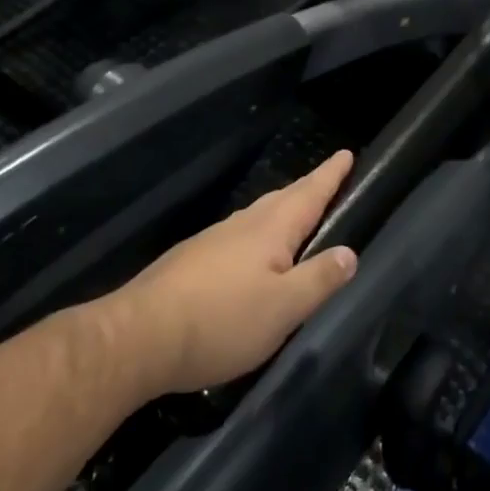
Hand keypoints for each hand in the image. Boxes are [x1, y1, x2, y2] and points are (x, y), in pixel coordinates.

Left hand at [106, 151, 358, 396]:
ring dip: (281, 211)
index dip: (330, 175)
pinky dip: (258, 236)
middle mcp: (241, 225)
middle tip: (328, 181)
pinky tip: (253, 256)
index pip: (309, 193)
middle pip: (282, 199)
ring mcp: (212, 241)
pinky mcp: (191, 261)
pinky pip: (237, 237)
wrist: (140, 337)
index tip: (346, 153)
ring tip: (296, 217)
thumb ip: (319, 279)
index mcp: (269, 230)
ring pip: (257, 217)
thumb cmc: (221, 320)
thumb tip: (349, 252)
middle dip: (307, 190)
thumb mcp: (284, 308)